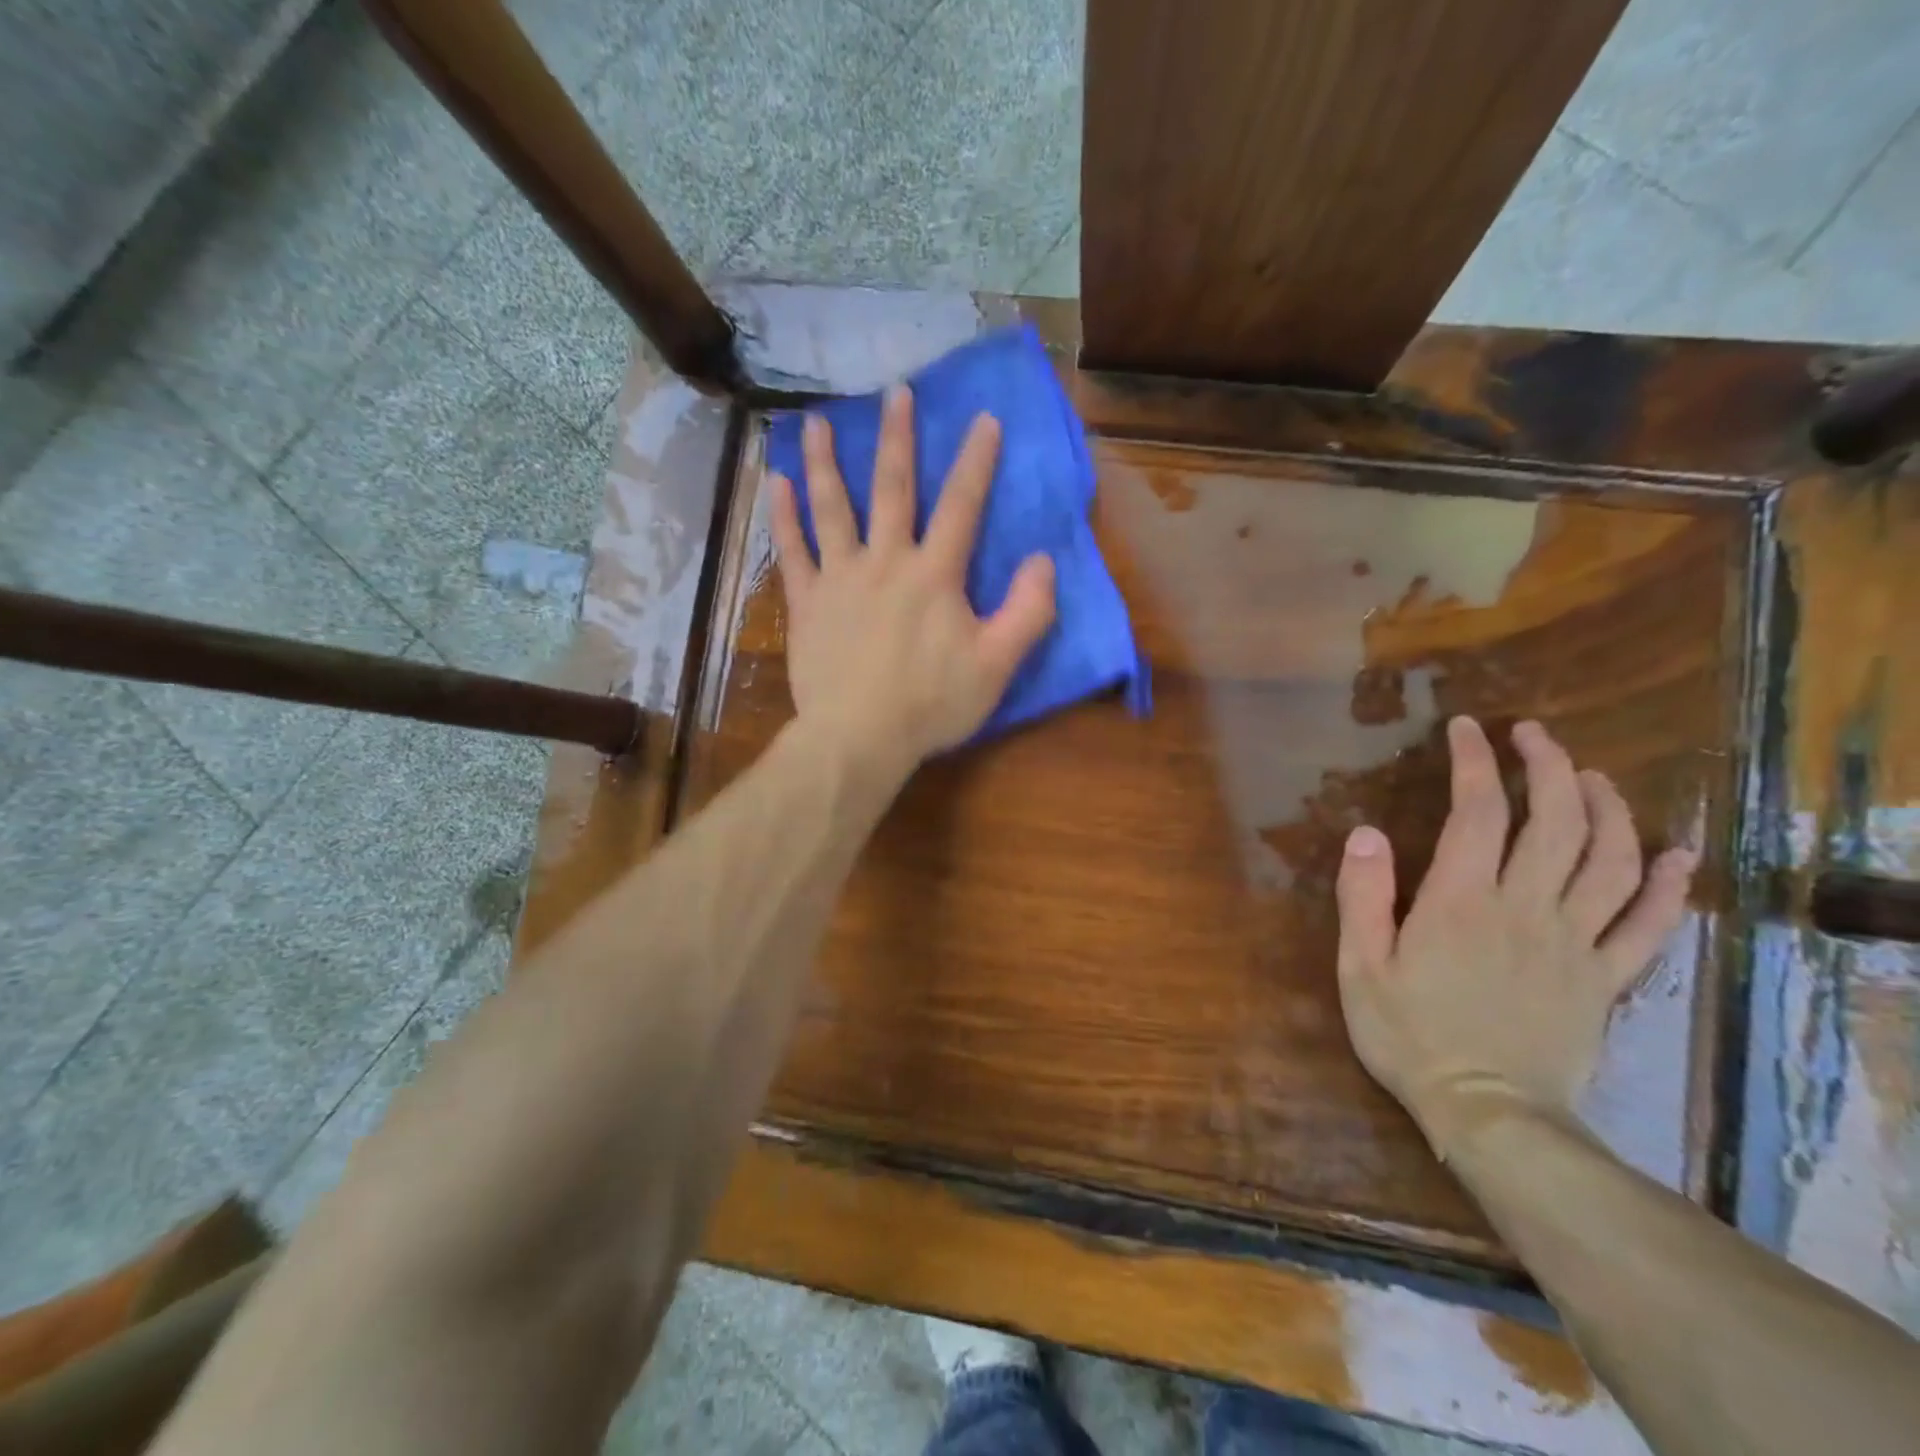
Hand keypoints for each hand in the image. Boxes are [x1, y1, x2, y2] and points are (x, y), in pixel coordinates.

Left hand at [766, 385, 1056, 775]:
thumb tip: (1042, 562)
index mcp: (934, 575)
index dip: (976, 461)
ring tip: (818, 423)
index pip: (962, 505)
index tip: (984, 418)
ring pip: (833, 508)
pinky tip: (775, 484)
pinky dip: (784, 516)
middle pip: (893, 490)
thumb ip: (1027, 612)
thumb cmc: (931, 704)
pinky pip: (792, 551)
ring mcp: (839, 578)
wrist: (858, 738)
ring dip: (827, 463)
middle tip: (895, 392)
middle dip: (898, 439)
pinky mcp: (806, 603)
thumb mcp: (997, 665)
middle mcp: (885, 561)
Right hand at [1334, 717, 1697, 1158]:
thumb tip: (1365, 832)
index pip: (1478, 813)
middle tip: (1534, 736)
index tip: (1467, 729)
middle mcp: (1527, 908)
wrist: (1489, 1115)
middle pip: (1556, 822)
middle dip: (1549, 767)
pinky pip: (1649, 926)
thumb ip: (1363, 897)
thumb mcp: (1360, 966)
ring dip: (1609, 810)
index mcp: (1462, 901)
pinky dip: (1668, 886)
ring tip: (1593, 778)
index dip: (1475, 763)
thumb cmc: (1410, 1035)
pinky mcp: (1606, 979)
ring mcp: (1575, 943)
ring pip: (1611, 861)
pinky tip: (1675, 855)